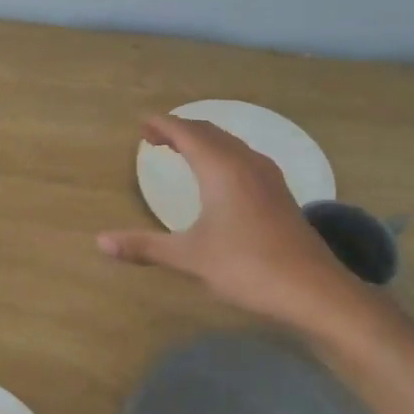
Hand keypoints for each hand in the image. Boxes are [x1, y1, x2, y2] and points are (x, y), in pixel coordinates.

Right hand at [96, 115, 378, 338]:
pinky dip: (221, 154)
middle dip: (180, 129)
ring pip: (229, 144)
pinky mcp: (279, 193)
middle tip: (154, 136)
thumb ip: (144, 247)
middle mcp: (245, 163)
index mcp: (221, 169)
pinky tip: (219, 175)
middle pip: (209, 133)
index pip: (187, 133)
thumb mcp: (189, 258)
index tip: (142, 123)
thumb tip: (100, 242)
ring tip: (181, 150)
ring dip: (203, 141)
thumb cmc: (247, 267)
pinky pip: (243, 157)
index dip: (163, 125)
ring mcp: (267, 177)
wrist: (314, 290)